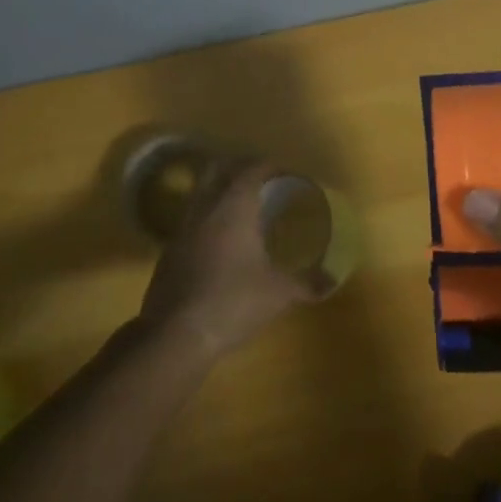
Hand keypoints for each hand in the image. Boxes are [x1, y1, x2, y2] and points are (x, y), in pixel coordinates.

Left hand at [138, 158, 320, 363]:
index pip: (252, 168)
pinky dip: (206, 216)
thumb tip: (332, 281)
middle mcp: (205, 206)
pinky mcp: (169, 250)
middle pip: (219, 168)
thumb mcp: (278, 294)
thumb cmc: (232, 302)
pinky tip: (220, 238)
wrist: (174, 335)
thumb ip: (306, 284)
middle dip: (239, 167)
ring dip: (220, 189)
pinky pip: (191, 217)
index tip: (286, 173)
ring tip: (242, 207)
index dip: (270, 166)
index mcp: (234, 205)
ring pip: (201, 191)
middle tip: (261, 181)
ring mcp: (182, 227)